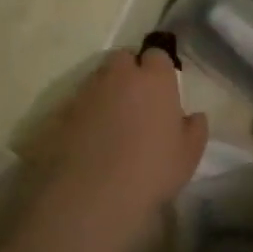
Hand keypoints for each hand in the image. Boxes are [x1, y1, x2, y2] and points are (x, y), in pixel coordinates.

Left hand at [22, 50, 207, 228]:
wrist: (91, 196)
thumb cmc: (151, 171)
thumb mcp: (188, 156)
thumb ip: (195, 129)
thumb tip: (192, 116)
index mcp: (154, 79)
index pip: (157, 55)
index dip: (159, 70)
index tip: (163, 91)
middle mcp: (118, 76)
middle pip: (122, 59)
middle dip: (129, 73)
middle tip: (137, 102)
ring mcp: (84, 93)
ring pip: (97, 81)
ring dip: (105, 94)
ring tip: (110, 125)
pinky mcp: (58, 114)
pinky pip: (75, 106)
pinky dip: (83, 116)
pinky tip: (87, 142)